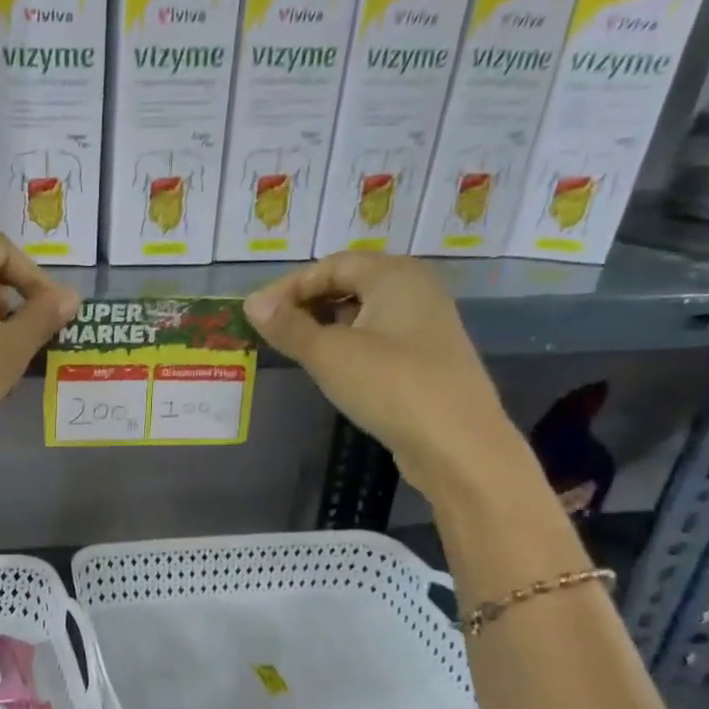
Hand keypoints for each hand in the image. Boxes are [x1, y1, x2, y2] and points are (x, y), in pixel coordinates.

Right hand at [245, 253, 527, 503]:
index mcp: (395, 275)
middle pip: (350, 283)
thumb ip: (288, 326)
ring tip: (296, 350)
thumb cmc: (389, 384)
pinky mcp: (427, 359)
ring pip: (364, 313)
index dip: (291, 286)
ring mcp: (426, 325)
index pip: (332, 265)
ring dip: (326, 326)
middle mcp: (416, 290)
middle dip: (308, 303)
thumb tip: (252, 303)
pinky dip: (349, 345)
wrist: (456, 444)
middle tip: (274, 331)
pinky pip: (378, 338)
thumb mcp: (328, 353)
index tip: (258, 313)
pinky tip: (332, 369)